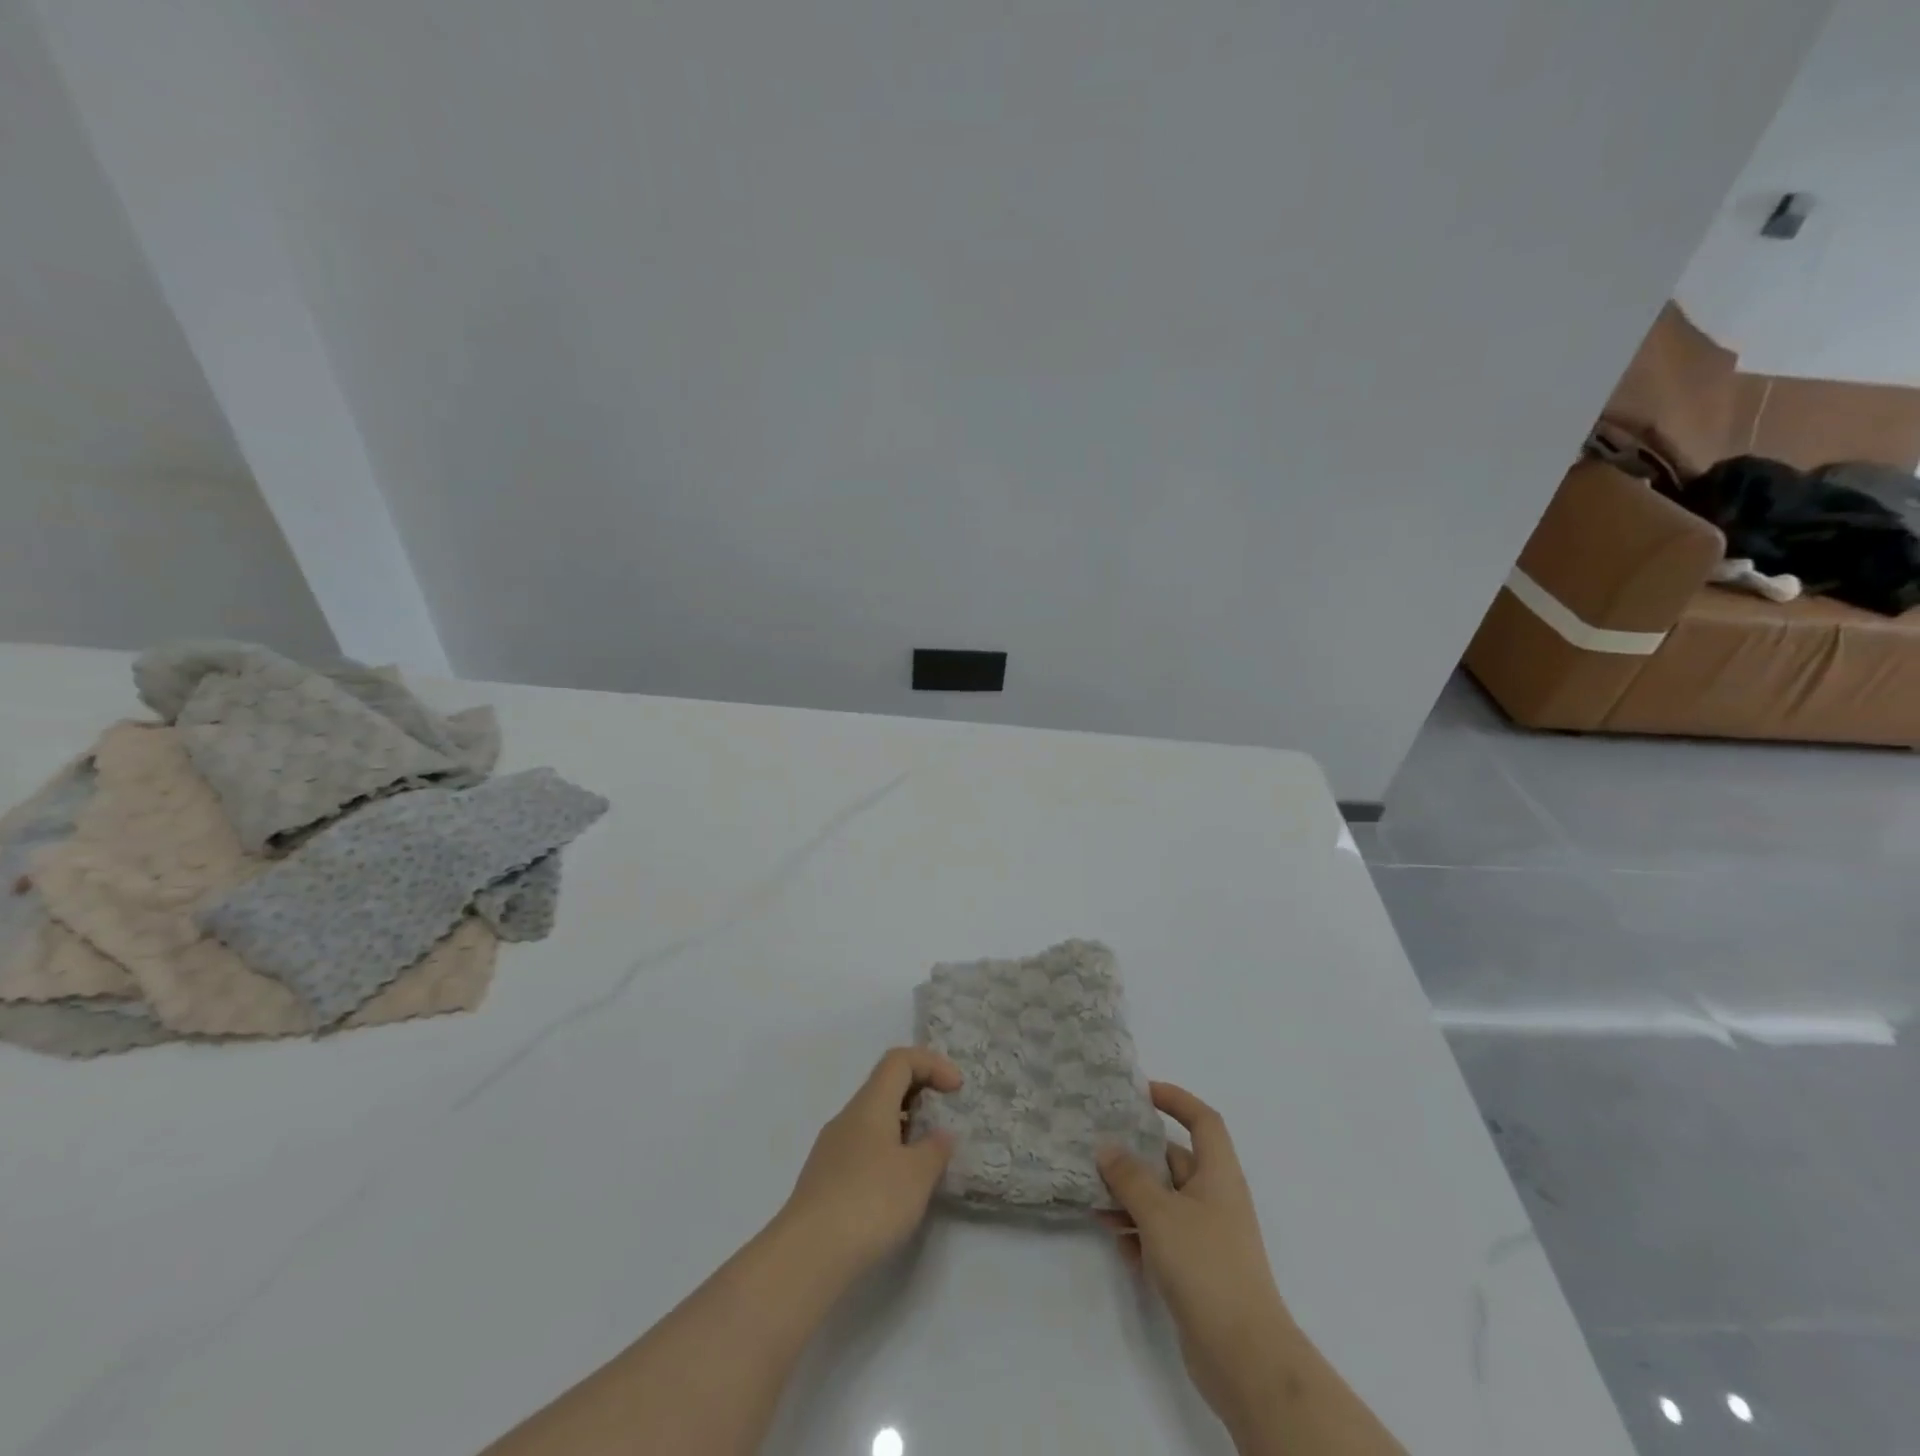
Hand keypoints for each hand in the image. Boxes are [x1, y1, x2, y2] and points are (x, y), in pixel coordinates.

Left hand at [777, 1047, 960, 1280]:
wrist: (806, 1257)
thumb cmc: (869, 1203)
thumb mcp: (917, 1175)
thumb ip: (935, 1149)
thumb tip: (939, 1135)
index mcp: (870, 1104)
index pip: (899, 1060)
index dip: (932, 1064)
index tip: (957, 1089)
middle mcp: (847, 1117)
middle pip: (885, 1086)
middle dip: (920, 1094)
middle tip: (945, 1118)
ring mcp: (831, 1149)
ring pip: (873, 1120)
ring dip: (904, 1127)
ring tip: (926, 1159)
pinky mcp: (824, 1181)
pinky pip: (862, 1149)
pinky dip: (887, 1153)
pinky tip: (898, 1189)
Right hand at [1097, 1083, 1295, 1430]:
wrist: (1244, 1356)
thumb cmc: (1205, 1265)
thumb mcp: (1160, 1212)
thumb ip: (1129, 1176)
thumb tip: (1107, 1147)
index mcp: (1218, 1174)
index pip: (1202, 1120)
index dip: (1176, 1099)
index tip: (1142, 1092)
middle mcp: (1216, 1199)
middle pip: (1176, 1160)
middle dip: (1138, 1154)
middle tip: (1099, 1148)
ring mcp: (1208, 1237)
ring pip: (1164, 1201)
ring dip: (1131, 1197)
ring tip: (1094, 1199)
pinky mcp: (1198, 1271)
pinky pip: (1163, 1237)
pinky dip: (1138, 1233)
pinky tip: (1113, 1239)